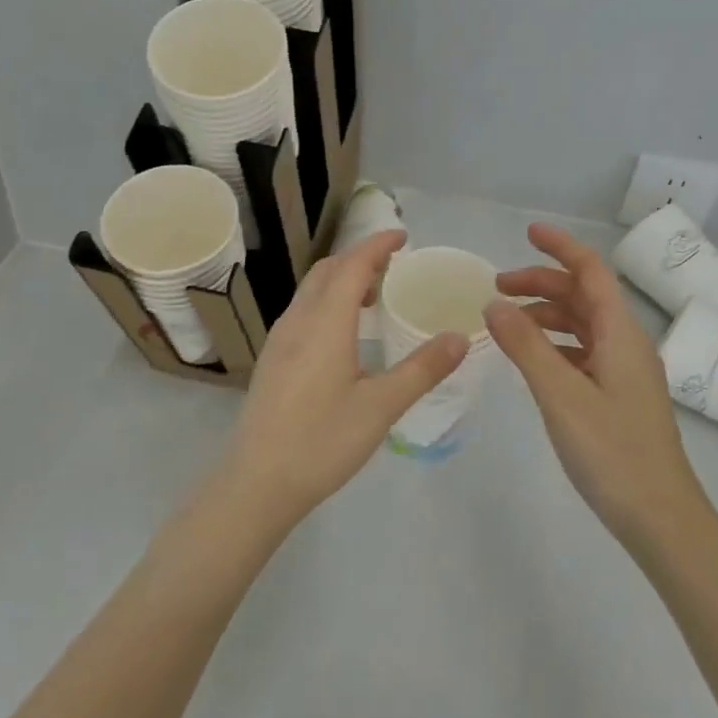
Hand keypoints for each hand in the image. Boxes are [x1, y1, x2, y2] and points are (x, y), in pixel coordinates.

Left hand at [219, 230, 466, 532]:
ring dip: (341, 280)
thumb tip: (460, 337)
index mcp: (325, 323)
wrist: (257, 482)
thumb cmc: (322, 442)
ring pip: (311, 290)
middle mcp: (298, 321)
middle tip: (394, 266)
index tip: (403, 236)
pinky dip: (328, 301)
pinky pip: (303, 311)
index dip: (377, 245)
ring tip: (374, 296)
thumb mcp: (381, 407)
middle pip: (327, 271)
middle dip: (359, 258)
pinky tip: (344, 333)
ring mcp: (280, 339)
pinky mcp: (273, 359)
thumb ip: (422, 369)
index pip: (352, 265)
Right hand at [485, 223, 711, 556]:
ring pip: (582, 325)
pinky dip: (554, 344)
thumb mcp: (561, 396)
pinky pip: (582, 352)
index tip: (527, 233)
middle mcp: (626, 343)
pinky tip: (531, 360)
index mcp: (620, 333)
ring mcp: (624, 371)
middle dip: (542, 282)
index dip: (561, 247)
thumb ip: (526, 347)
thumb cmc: (612, 453)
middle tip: (496, 288)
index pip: (591, 271)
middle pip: (583, 295)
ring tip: (506, 323)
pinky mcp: (618, 396)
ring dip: (545, 314)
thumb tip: (493, 305)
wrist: (661, 519)